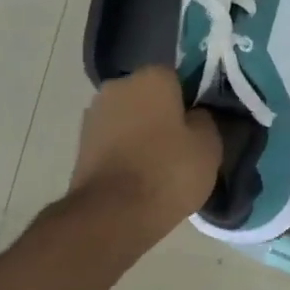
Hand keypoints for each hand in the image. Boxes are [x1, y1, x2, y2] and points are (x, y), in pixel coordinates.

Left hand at [69, 67, 220, 246]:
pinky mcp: (81, 144)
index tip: (198, 127)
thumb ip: (205, 121)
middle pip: (148, 97)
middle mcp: (117, 86)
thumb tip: (194, 116)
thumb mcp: (209, 146)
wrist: (113, 213)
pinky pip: (113, 141)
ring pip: (128, 119)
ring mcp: (94, 114)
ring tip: (158, 166)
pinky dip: (124, 152)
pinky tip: (137, 176)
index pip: (177, 78)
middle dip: (162, 115)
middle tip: (180, 147)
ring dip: (140, 134)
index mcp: (152, 76)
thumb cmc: (168, 171)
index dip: (190, 101)